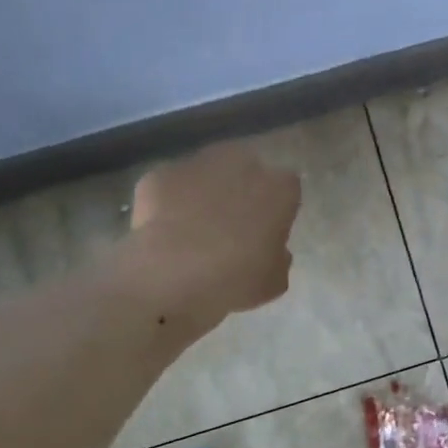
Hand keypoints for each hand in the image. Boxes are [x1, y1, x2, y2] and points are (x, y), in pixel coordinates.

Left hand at [118, 142, 302, 326]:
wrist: (170, 280)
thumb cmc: (235, 281)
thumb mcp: (274, 282)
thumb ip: (278, 257)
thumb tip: (270, 250)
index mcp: (279, 189)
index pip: (288, 187)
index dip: (277, 208)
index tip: (268, 230)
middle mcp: (242, 165)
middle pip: (247, 167)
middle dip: (241, 188)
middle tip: (232, 225)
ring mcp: (197, 165)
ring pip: (207, 171)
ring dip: (205, 190)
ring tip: (193, 228)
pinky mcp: (159, 175)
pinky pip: (170, 186)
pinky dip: (168, 202)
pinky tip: (162, 231)